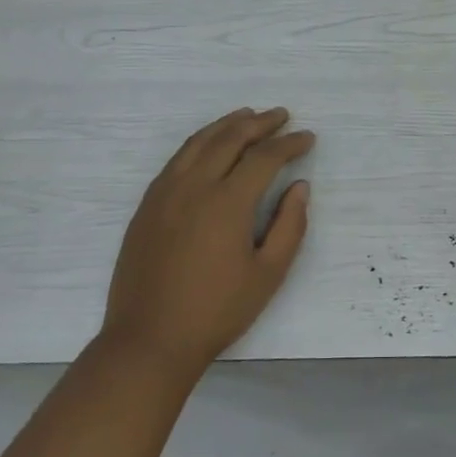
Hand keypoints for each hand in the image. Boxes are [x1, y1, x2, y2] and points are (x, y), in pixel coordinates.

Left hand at [101, 107, 314, 379]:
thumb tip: (300, 187)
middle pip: (230, 138)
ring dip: (226, 124)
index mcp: (227, 202)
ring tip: (247, 116)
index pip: (264, 157)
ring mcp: (165, 192)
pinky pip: (177, 158)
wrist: (149, 340)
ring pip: (199, 142)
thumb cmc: (216, 311)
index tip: (308, 138)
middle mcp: (194, 186)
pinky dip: (199, 142)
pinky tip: (209, 145)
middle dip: (260, 123)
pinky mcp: (147, 205)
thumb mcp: (268, 275)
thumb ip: (289, 226)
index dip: (289, 144)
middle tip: (282, 115)